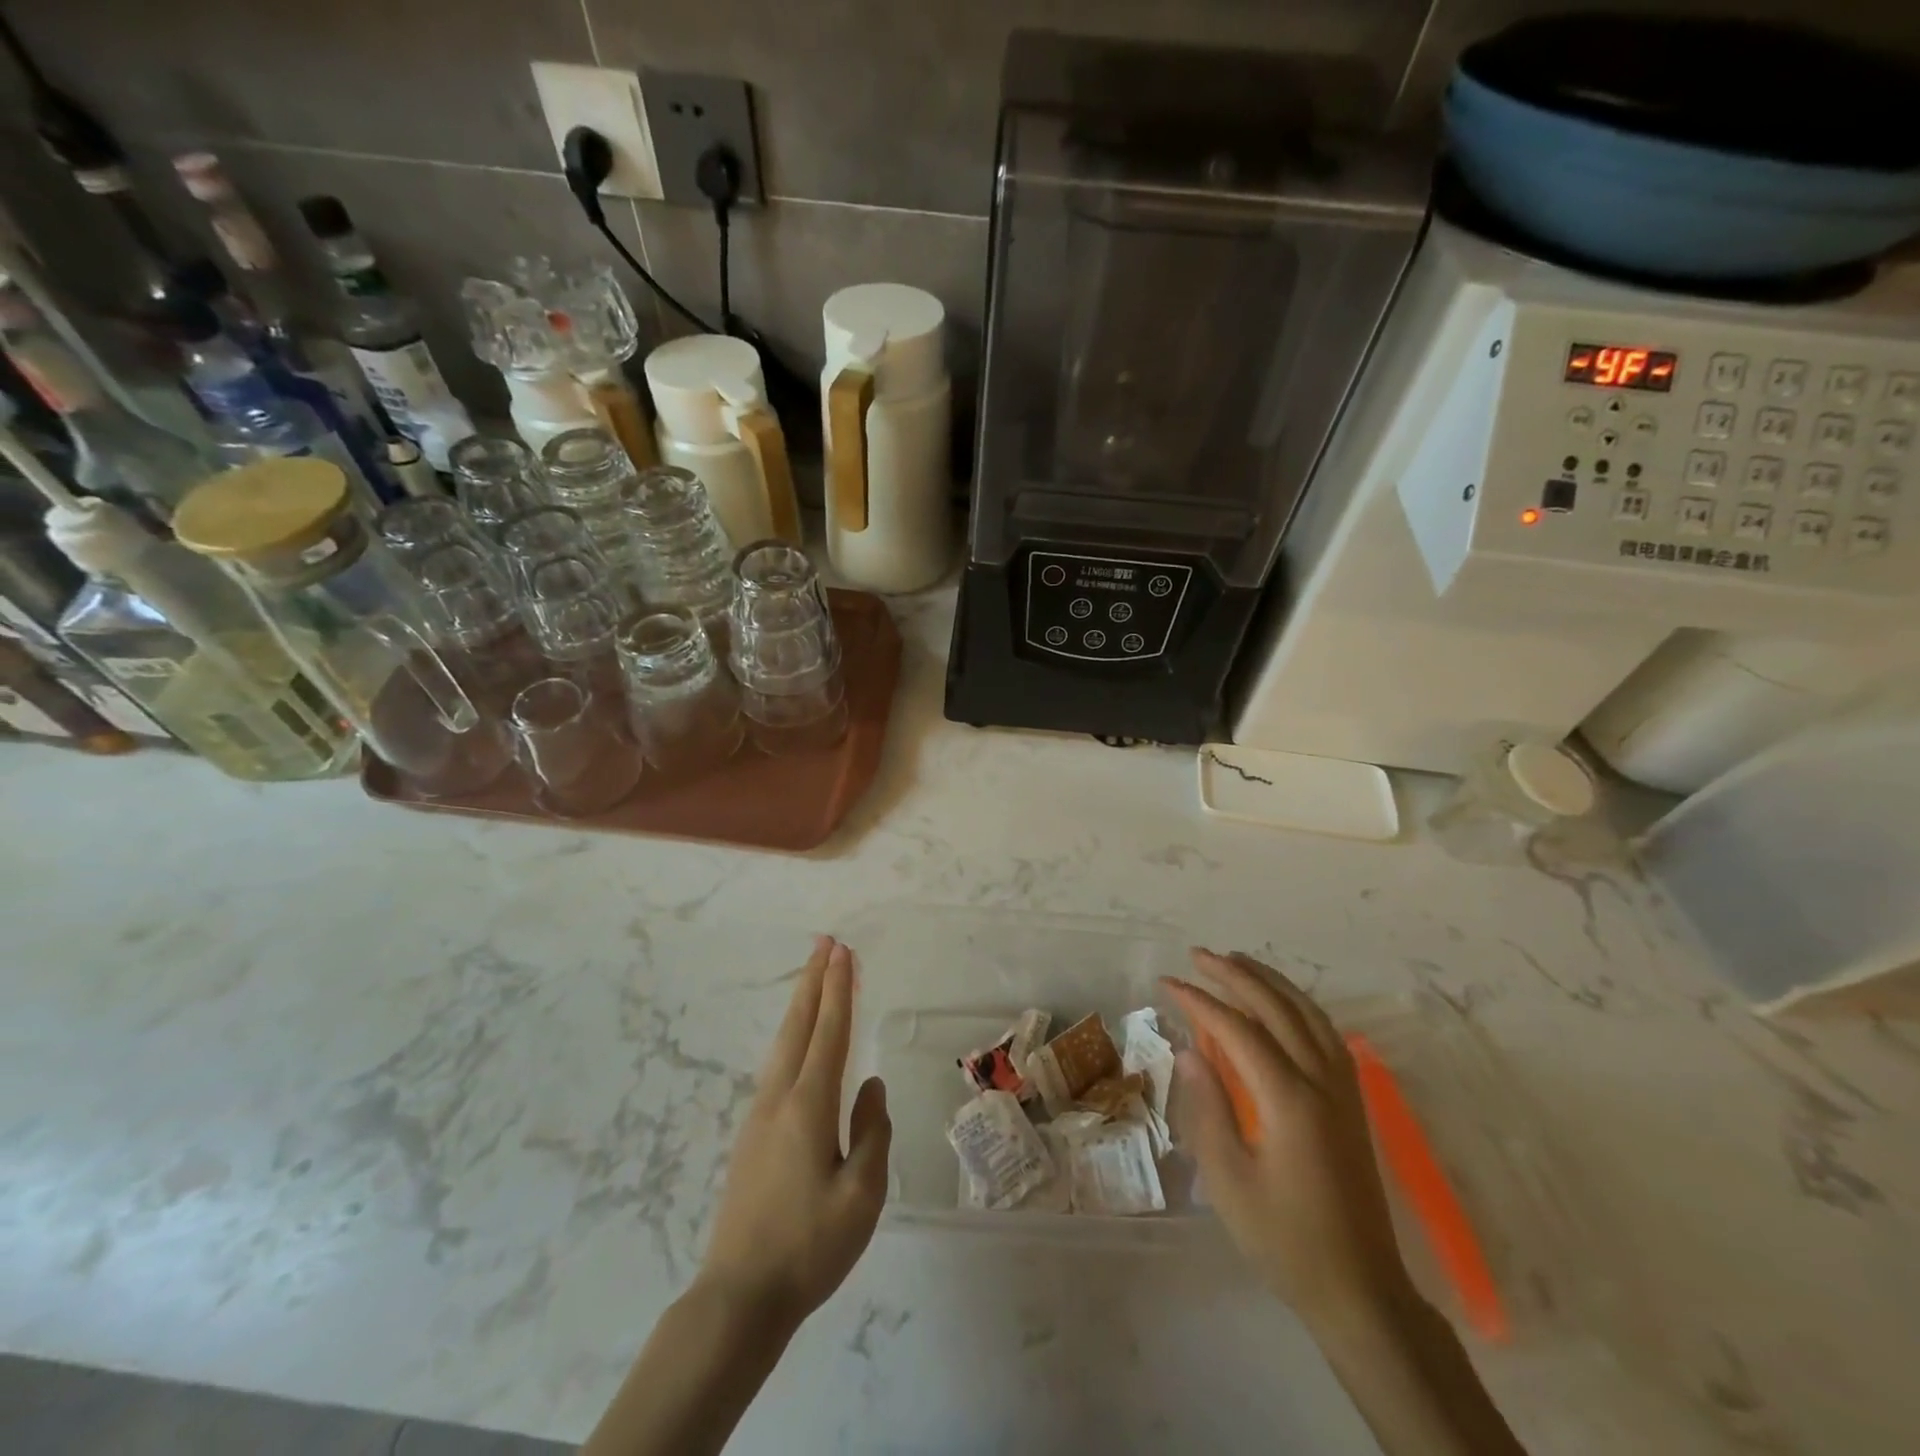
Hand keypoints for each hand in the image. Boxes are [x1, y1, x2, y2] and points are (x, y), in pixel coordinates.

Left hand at [696, 936, 890, 1331]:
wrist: (739, 1297)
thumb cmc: (809, 1247)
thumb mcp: (862, 1194)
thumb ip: (872, 1132)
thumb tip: (872, 1086)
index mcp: (808, 1107)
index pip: (829, 1033)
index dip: (839, 990)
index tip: (844, 952)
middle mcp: (779, 1099)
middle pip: (798, 1025)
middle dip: (813, 980)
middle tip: (825, 942)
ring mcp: (759, 1116)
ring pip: (783, 1043)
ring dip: (801, 1003)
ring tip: (814, 976)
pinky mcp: (751, 1135)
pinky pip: (777, 1066)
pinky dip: (793, 1035)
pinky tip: (798, 1042)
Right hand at [1164, 950, 1410, 1328]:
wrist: (1361, 1292)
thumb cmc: (1285, 1241)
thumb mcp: (1229, 1181)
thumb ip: (1208, 1109)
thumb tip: (1190, 1052)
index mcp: (1290, 1101)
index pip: (1239, 1030)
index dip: (1200, 1001)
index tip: (1168, 983)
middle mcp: (1322, 1082)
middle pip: (1277, 1009)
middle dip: (1235, 975)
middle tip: (1197, 955)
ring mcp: (1344, 1090)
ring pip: (1308, 1014)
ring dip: (1270, 982)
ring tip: (1236, 961)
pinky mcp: (1353, 1102)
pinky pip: (1326, 1033)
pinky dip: (1299, 1004)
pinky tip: (1281, 1003)